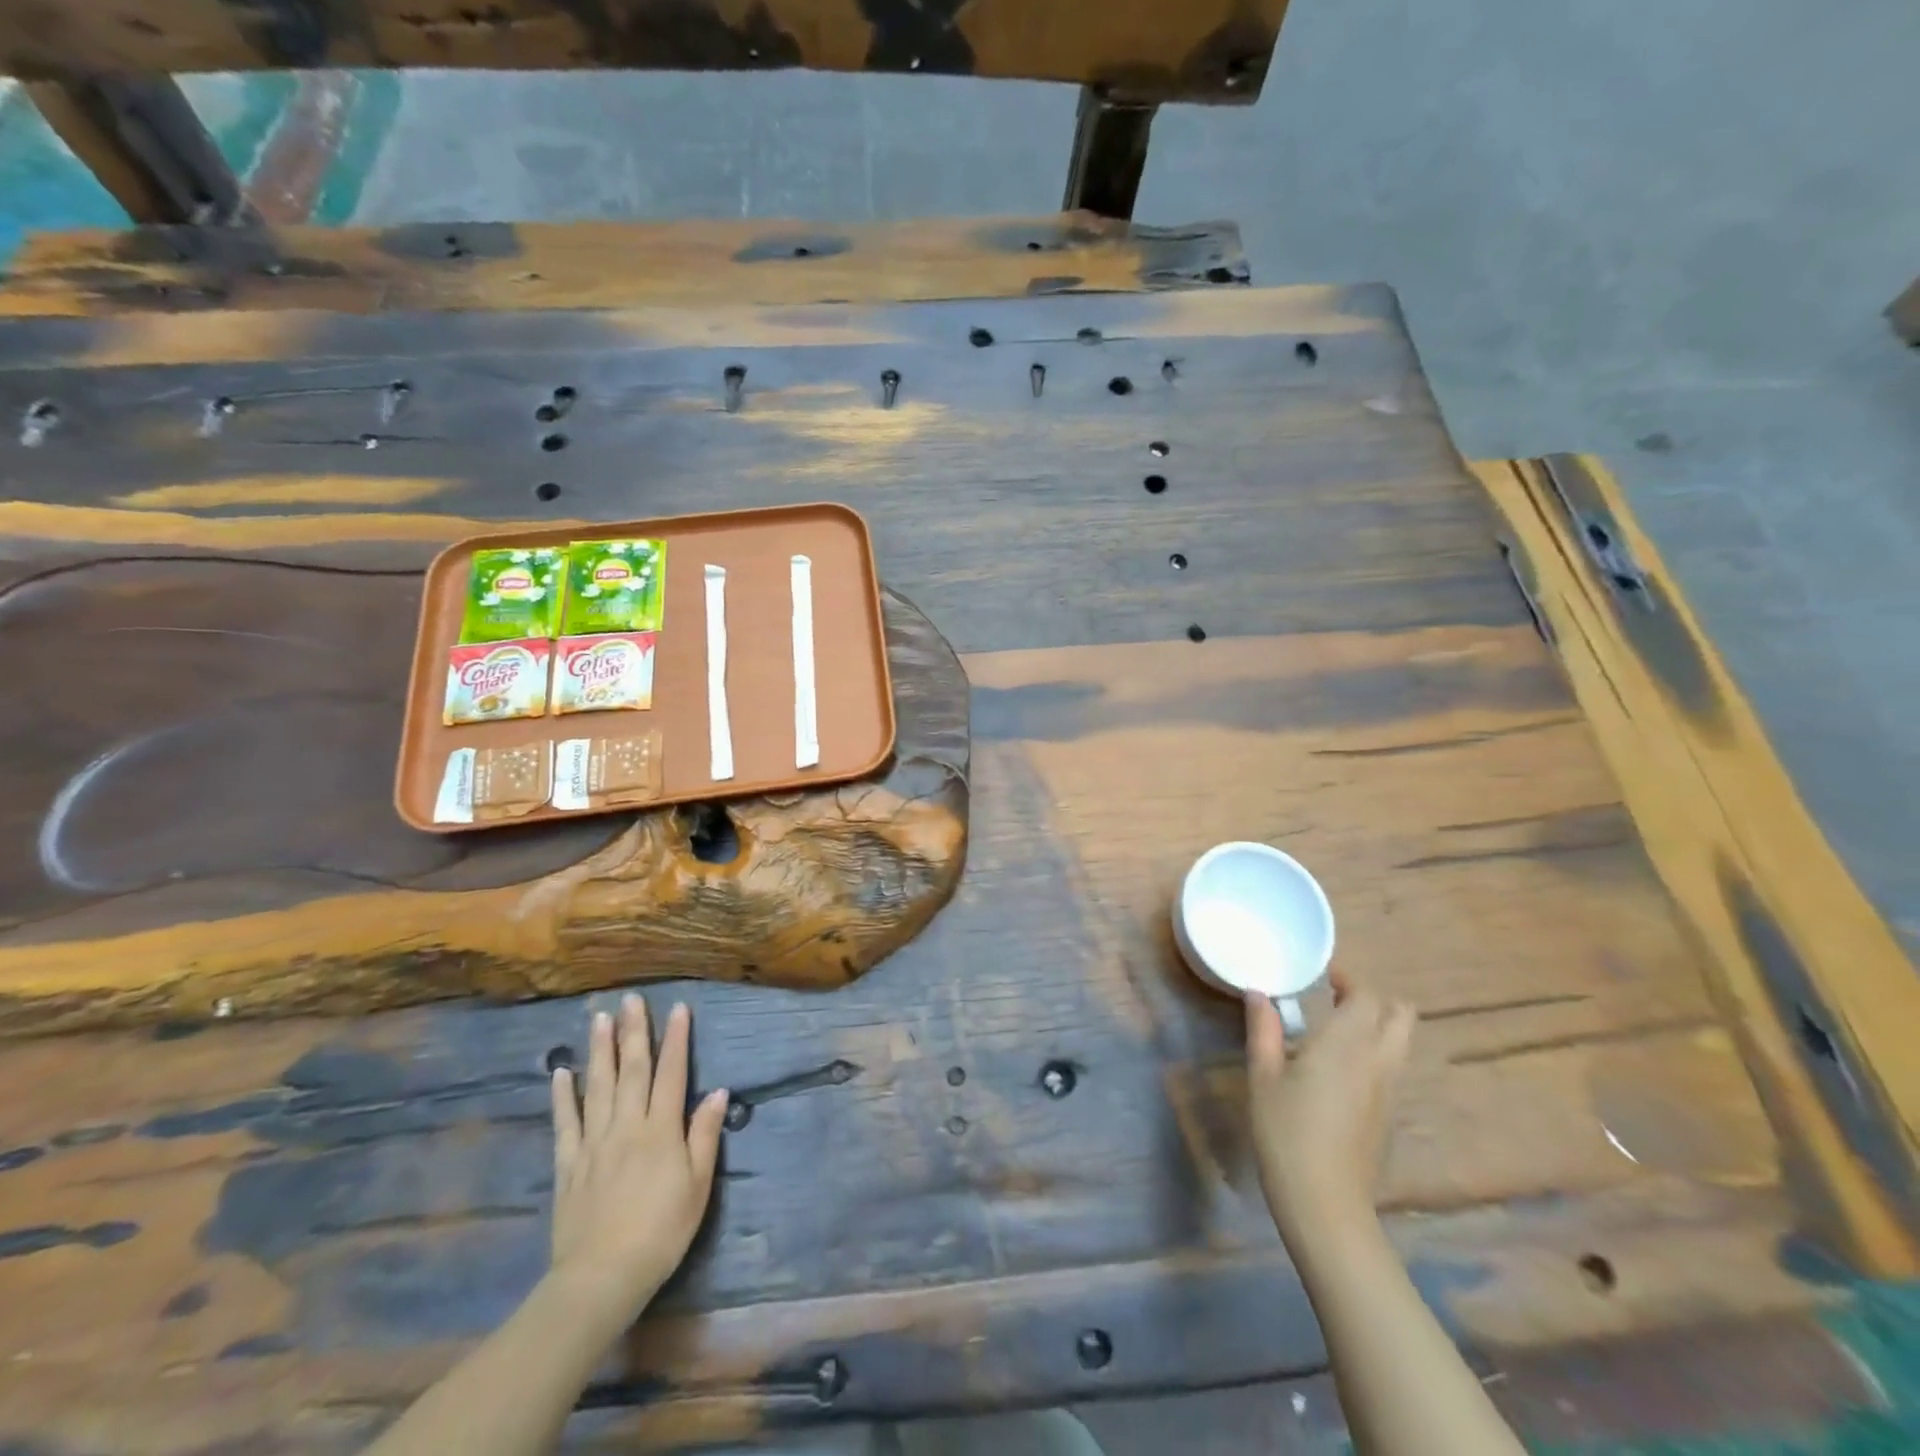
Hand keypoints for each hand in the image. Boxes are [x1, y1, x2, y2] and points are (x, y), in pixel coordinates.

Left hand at [548, 996, 727, 1325]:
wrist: (601, 1279)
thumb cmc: (661, 1232)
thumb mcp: (697, 1187)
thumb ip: (703, 1136)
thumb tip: (718, 1092)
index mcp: (661, 1130)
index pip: (672, 1074)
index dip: (676, 1039)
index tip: (677, 1008)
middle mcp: (627, 1126)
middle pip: (631, 1070)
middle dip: (634, 1032)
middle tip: (632, 999)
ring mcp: (594, 1143)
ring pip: (597, 1087)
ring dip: (599, 1050)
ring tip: (599, 1018)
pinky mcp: (568, 1165)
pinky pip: (565, 1123)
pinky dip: (563, 1096)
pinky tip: (560, 1072)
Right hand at [1245, 972, 1413, 1243]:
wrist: (1325, 1202)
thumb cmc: (1286, 1132)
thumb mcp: (1263, 1076)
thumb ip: (1263, 1029)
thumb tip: (1258, 993)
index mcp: (1346, 1044)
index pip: (1367, 997)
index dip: (1349, 980)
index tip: (1323, 976)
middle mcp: (1378, 1061)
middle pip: (1401, 1015)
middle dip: (1374, 1000)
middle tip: (1335, 998)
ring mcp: (1389, 1090)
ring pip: (1402, 1042)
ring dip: (1379, 1025)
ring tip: (1336, 1028)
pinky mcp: (1389, 1114)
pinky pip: (1393, 1066)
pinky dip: (1376, 1052)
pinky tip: (1340, 1067)